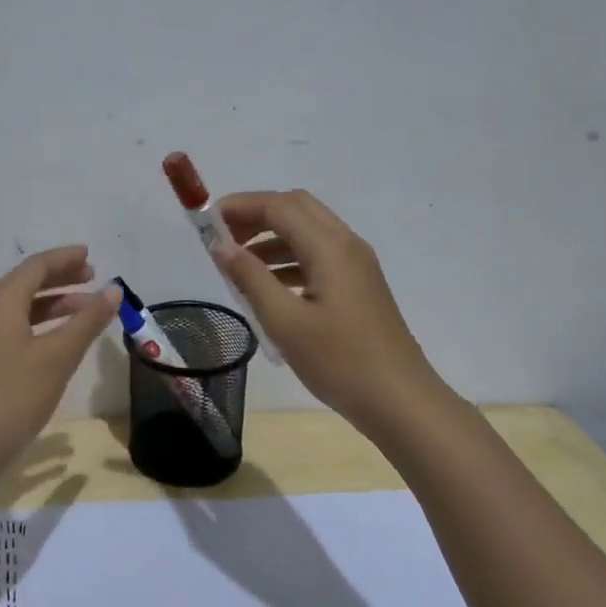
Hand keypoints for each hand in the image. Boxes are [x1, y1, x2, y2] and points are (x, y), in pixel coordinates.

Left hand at [0, 245, 121, 471]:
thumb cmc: (14, 395)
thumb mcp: (58, 356)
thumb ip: (87, 321)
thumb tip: (112, 291)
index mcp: (0, 303)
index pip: (35, 267)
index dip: (64, 259)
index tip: (90, 256)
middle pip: (26, 284)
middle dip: (60, 278)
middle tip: (93, 278)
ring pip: (21, 308)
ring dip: (54, 304)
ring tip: (86, 310)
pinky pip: (15, 328)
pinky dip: (41, 325)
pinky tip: (61, 341)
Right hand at [211, 190, 440, 427]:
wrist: (399, 400)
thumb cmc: (339, 361)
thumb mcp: (285, 321)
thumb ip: (251, 278)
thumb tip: (221, 246)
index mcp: (330, 247)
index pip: (279, 206)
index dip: (240, 206)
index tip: (206, 222)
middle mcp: (346, 244)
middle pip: (296, 208)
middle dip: (256, 215)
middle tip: (222, 239)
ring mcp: (357, 265)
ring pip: (308, 231)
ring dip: (271, 238)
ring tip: (238, 266)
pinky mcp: (359, 285)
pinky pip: (318, 255)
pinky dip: (288, 259)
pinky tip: (268, 287)